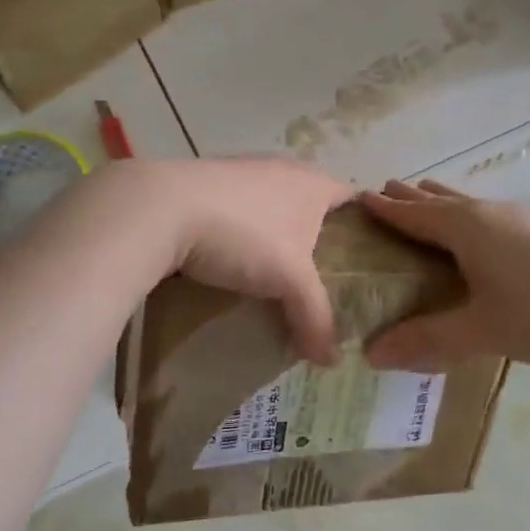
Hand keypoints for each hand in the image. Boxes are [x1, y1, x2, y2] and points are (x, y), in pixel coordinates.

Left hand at [104, 158, 352, 362]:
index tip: (368, 260)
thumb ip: (316, 317)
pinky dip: (244, 233)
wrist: (160, 209)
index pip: (354, 197)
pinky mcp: (206, 184)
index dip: (366, 225)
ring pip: (273, 206)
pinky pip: (239, 210)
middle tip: (325, 278)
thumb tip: (332, 362)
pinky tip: (233, 261)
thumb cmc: (243, 235)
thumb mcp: (289, 281)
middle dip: (319, 237)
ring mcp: (241, 172)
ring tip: (279, 275)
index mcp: (312, 183)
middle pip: (313, 203)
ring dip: (278, 235)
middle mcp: (281, 168)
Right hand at [359, 180, 529, 370]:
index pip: (415, 214)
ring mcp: (523, 219)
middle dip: (411, 197)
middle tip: (384, 191)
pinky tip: (481, 232)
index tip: (359, 198)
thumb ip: (426, 340)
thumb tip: (371, 354)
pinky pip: (491, 215)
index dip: (386, 209)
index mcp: (468, 228)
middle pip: (441, 200)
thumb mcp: (481, 331)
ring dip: (442, 202)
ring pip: (470, 204)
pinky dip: (468, 216)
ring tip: (425, 197)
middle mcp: (492, 214)